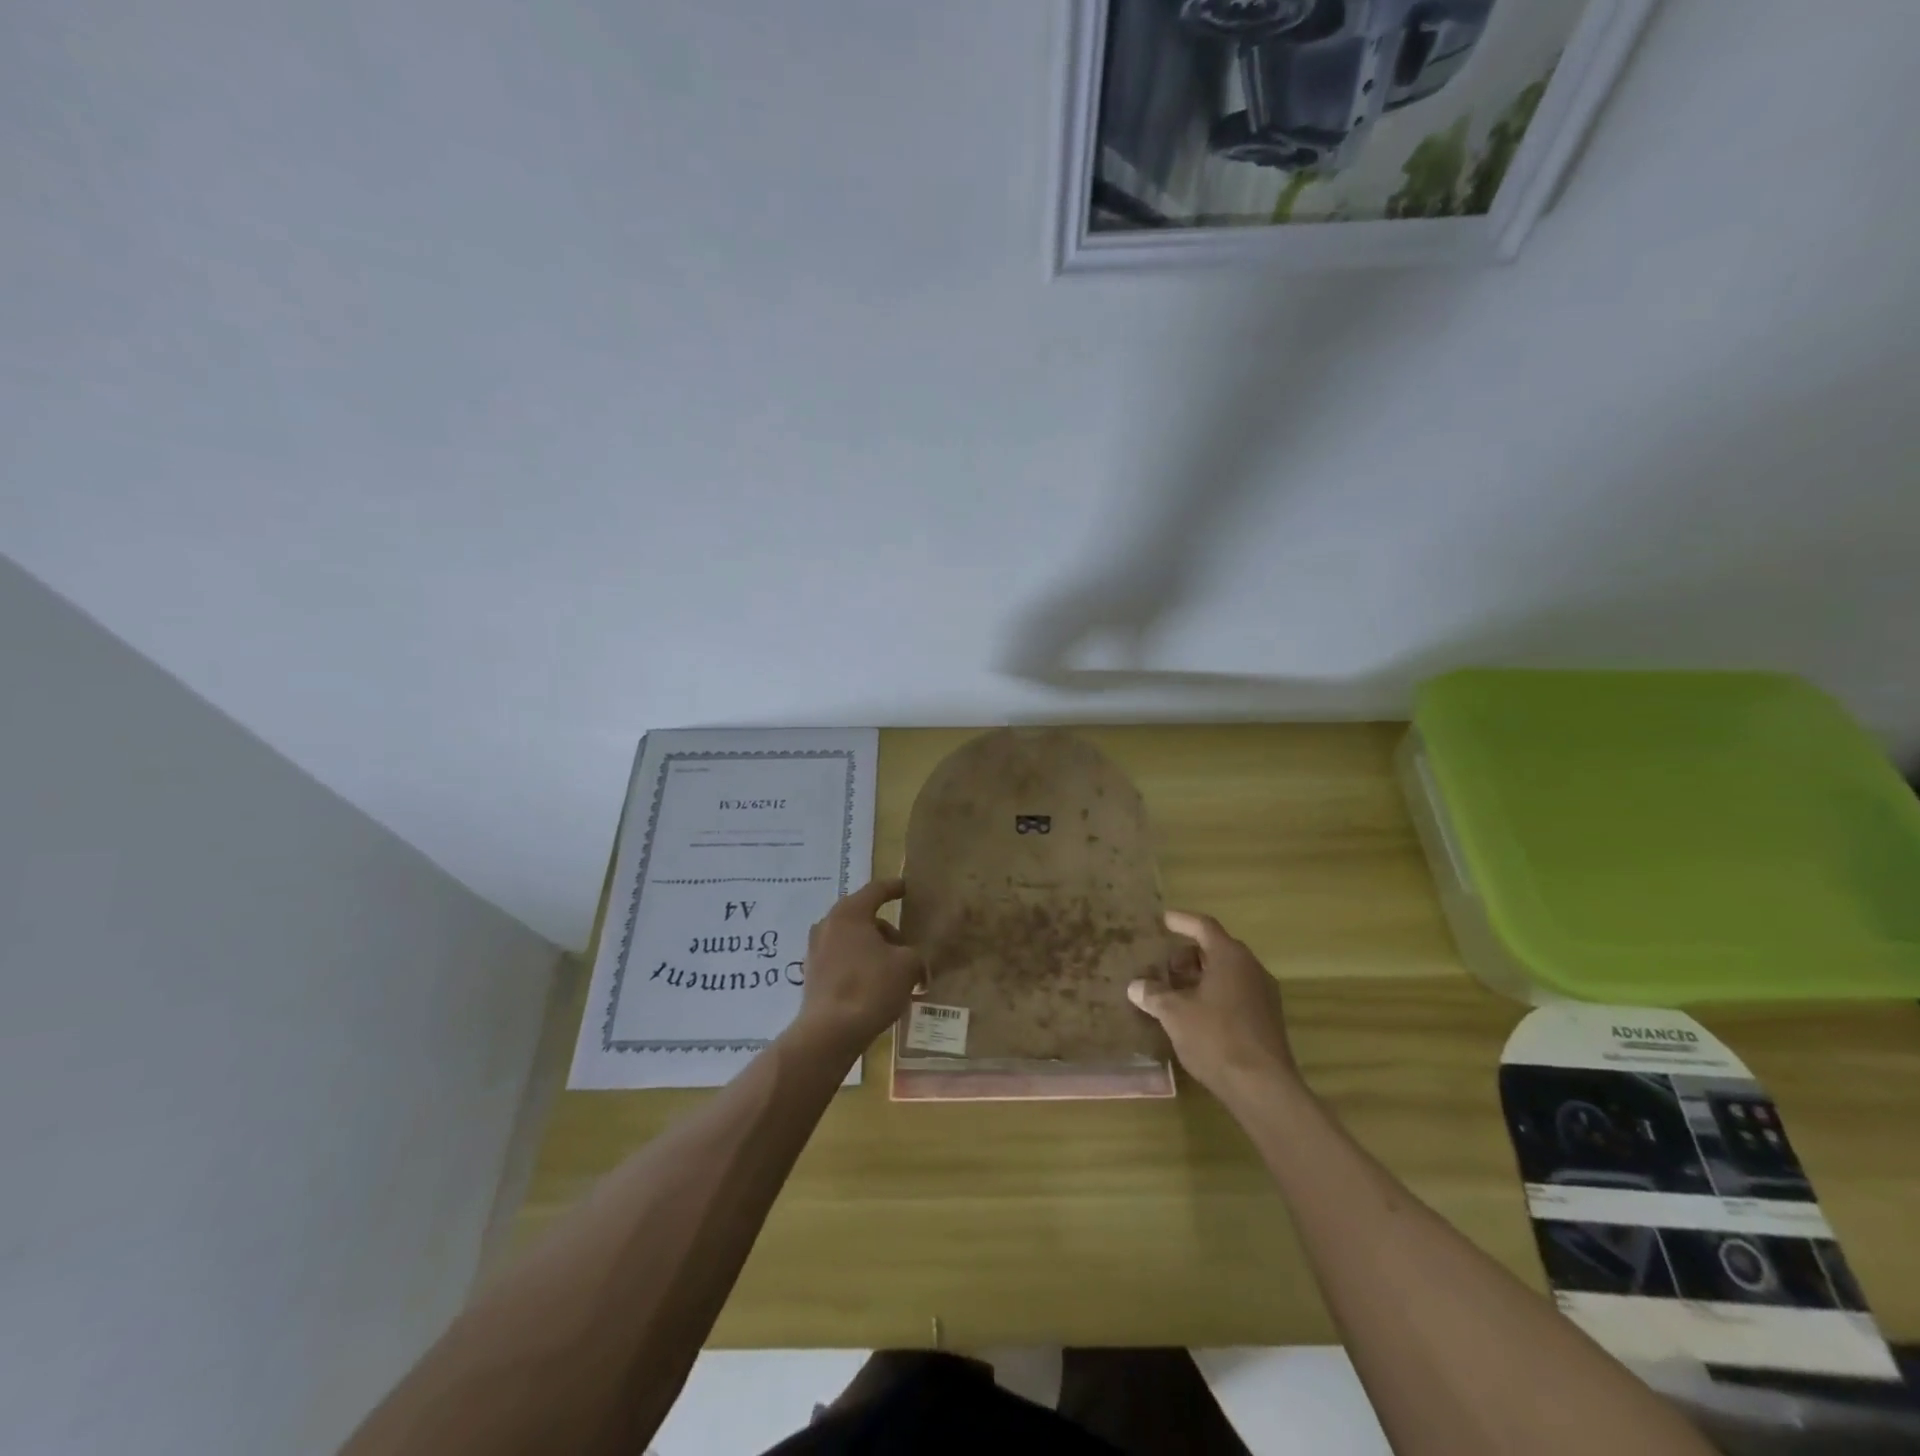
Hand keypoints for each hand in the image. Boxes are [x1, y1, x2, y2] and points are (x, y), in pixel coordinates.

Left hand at [791, 877, 924, 1060]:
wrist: (830, 1032)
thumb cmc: (870, 987)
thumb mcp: (908, 966)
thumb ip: (915, 955)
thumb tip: (914, 962)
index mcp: (850, 913)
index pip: (875, 890)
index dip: (893, 888)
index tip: (905, 888)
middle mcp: (828, 924)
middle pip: (862, 917)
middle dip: (885, 929)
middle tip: (904, 946)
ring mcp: (815, 950)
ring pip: (851, 940)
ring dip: (871, 949)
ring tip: (892, 970)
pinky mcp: (812, 975)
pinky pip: (841, 960)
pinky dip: (858, 965)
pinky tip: (873, 986)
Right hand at [1129, 910, 1297, 1103]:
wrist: (1263, 1088)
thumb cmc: (1216, 1038)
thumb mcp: (1174, 1013)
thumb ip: (1154, 994)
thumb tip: (1136, 986)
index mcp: (1230, 957)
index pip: (1203, 926)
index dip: (1181, 921)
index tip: (1163, 919)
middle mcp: (1251, 968)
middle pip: (1216, 949)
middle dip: (1187, 955)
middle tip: (1163, 968)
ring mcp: (1263, 994)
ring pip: (1227, 973)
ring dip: (1200, 977)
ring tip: (1174, 992)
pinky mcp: (1267, 1019)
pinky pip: (1236, 993)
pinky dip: (1213, 994)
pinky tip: (1195, 1015)